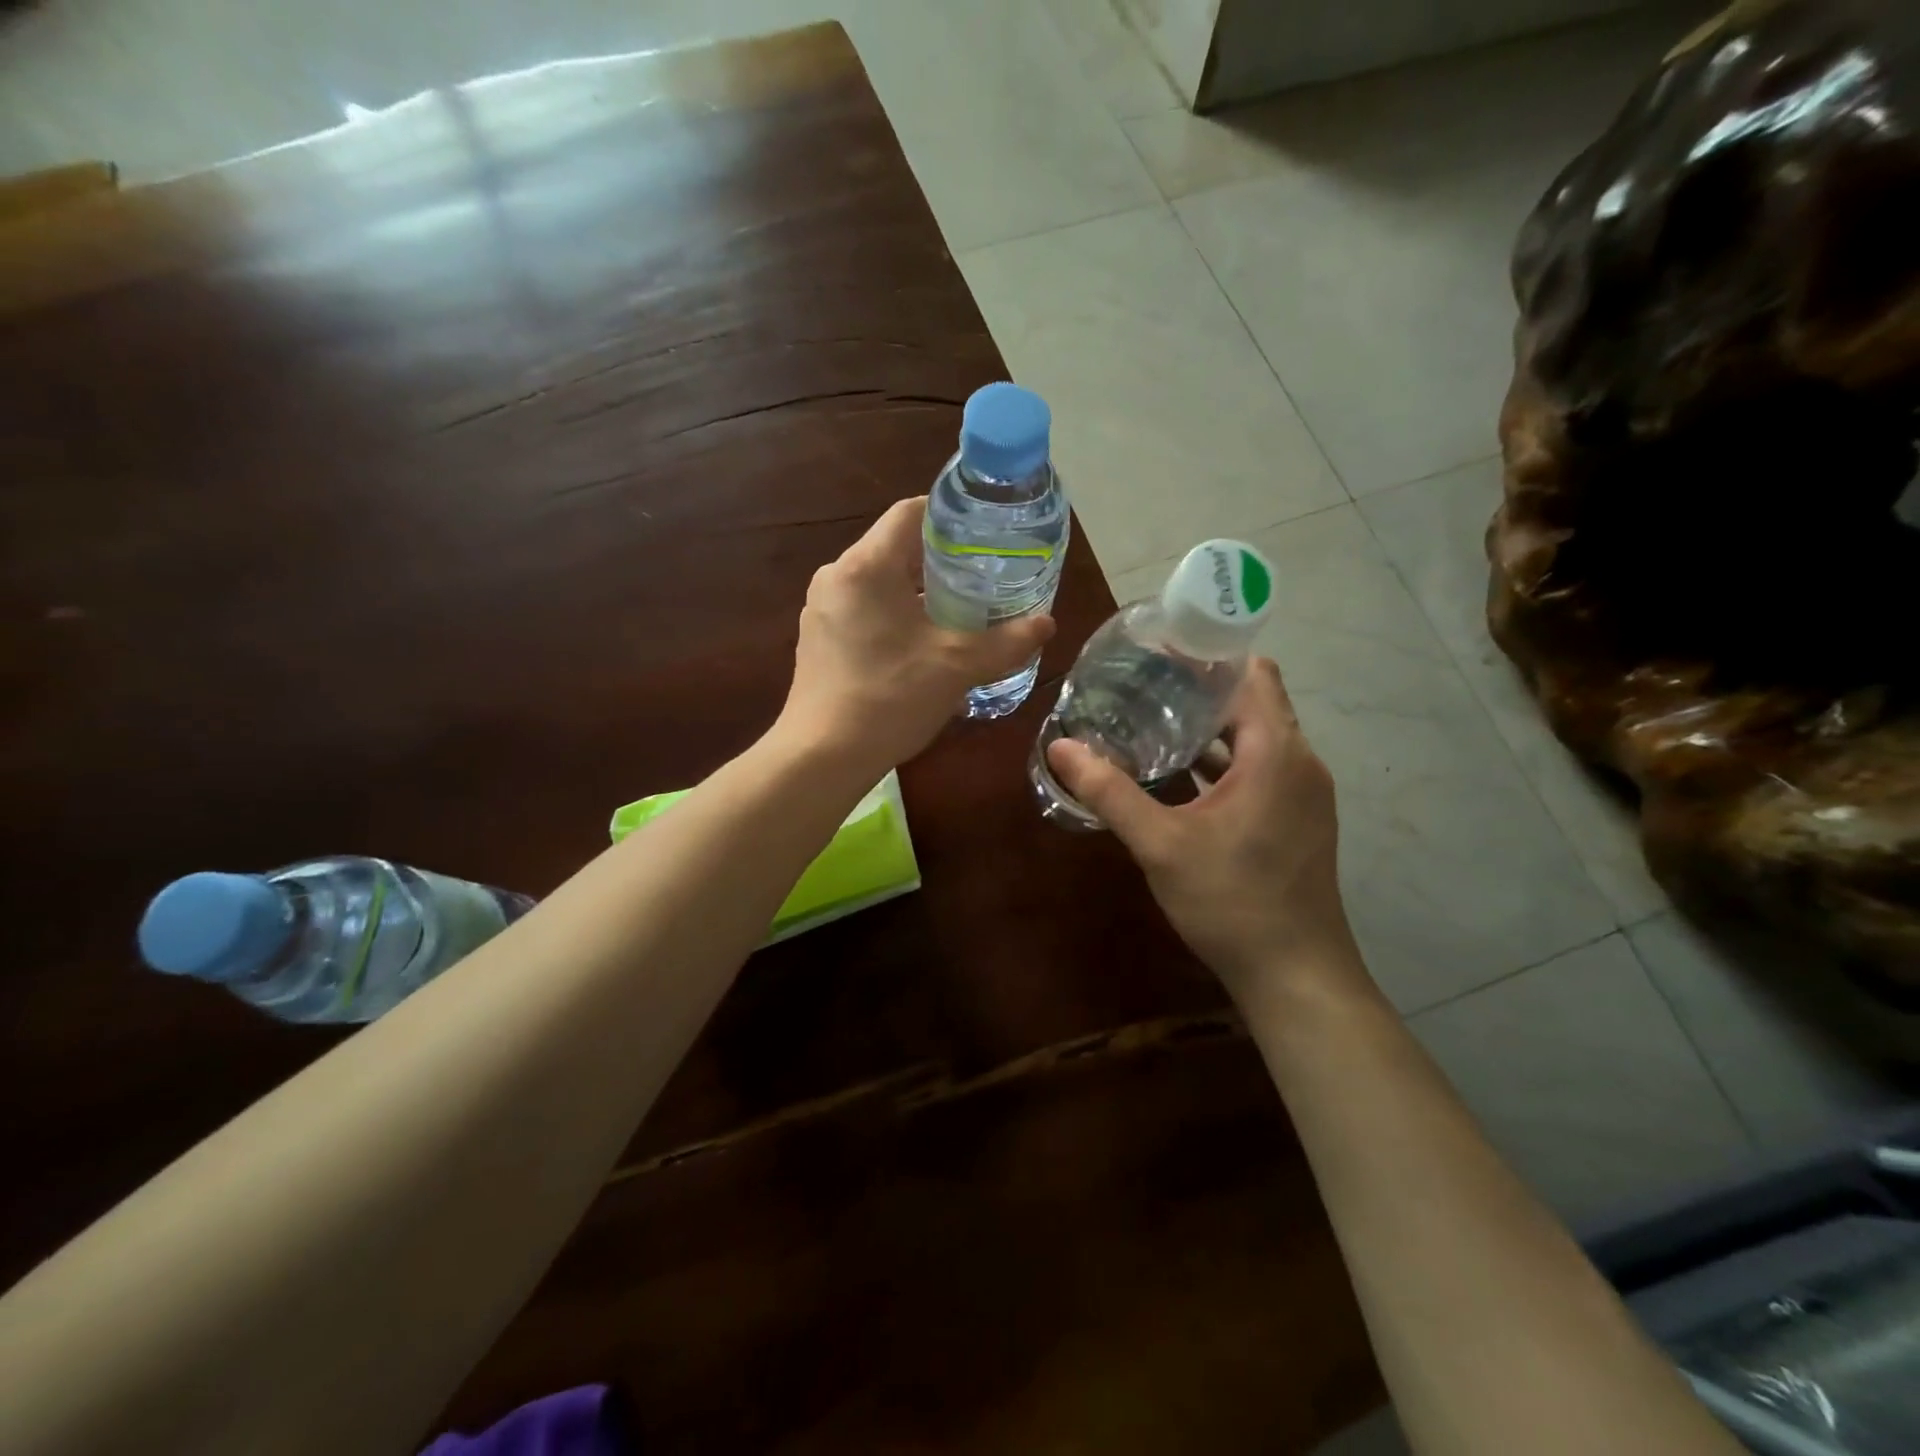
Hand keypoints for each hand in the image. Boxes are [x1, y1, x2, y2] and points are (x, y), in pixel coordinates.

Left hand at [778, 496, 1054, 771]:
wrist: (822, 757)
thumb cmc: (890, 698)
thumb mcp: (957, 666)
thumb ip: (1006, 641)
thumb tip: (1047, 624)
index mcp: (866, 566)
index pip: (910, 512)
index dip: (951, 516)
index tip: (985, 536)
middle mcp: (836, 577)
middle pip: (895, 547)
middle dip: (940, 560)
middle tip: (982, 578)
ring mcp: (821, 610)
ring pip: (879, 582)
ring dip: (917, 592)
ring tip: (958, 613)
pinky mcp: (818, 639)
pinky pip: (862, 610)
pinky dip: (894, 615)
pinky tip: (920, 646)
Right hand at [1045, 658, 1362, 997]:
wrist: (1296, 975)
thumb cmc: (1232, 902)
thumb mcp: (1161, 845)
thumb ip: (1110, 792)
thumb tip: (1060, 747)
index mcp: (1276, 752)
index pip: (1252, 672)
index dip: (1210, 654)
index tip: (1159, 649)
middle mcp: (1299, 760)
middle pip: (1252, 700)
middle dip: (1200, 687)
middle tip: (1141, 681)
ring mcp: (1303, 791)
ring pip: (1256, 735)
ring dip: (1210, 725)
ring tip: (1152, 717)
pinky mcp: (1297, 816)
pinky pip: (1261, 766)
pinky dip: (1224, 758)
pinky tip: (1179, 770)